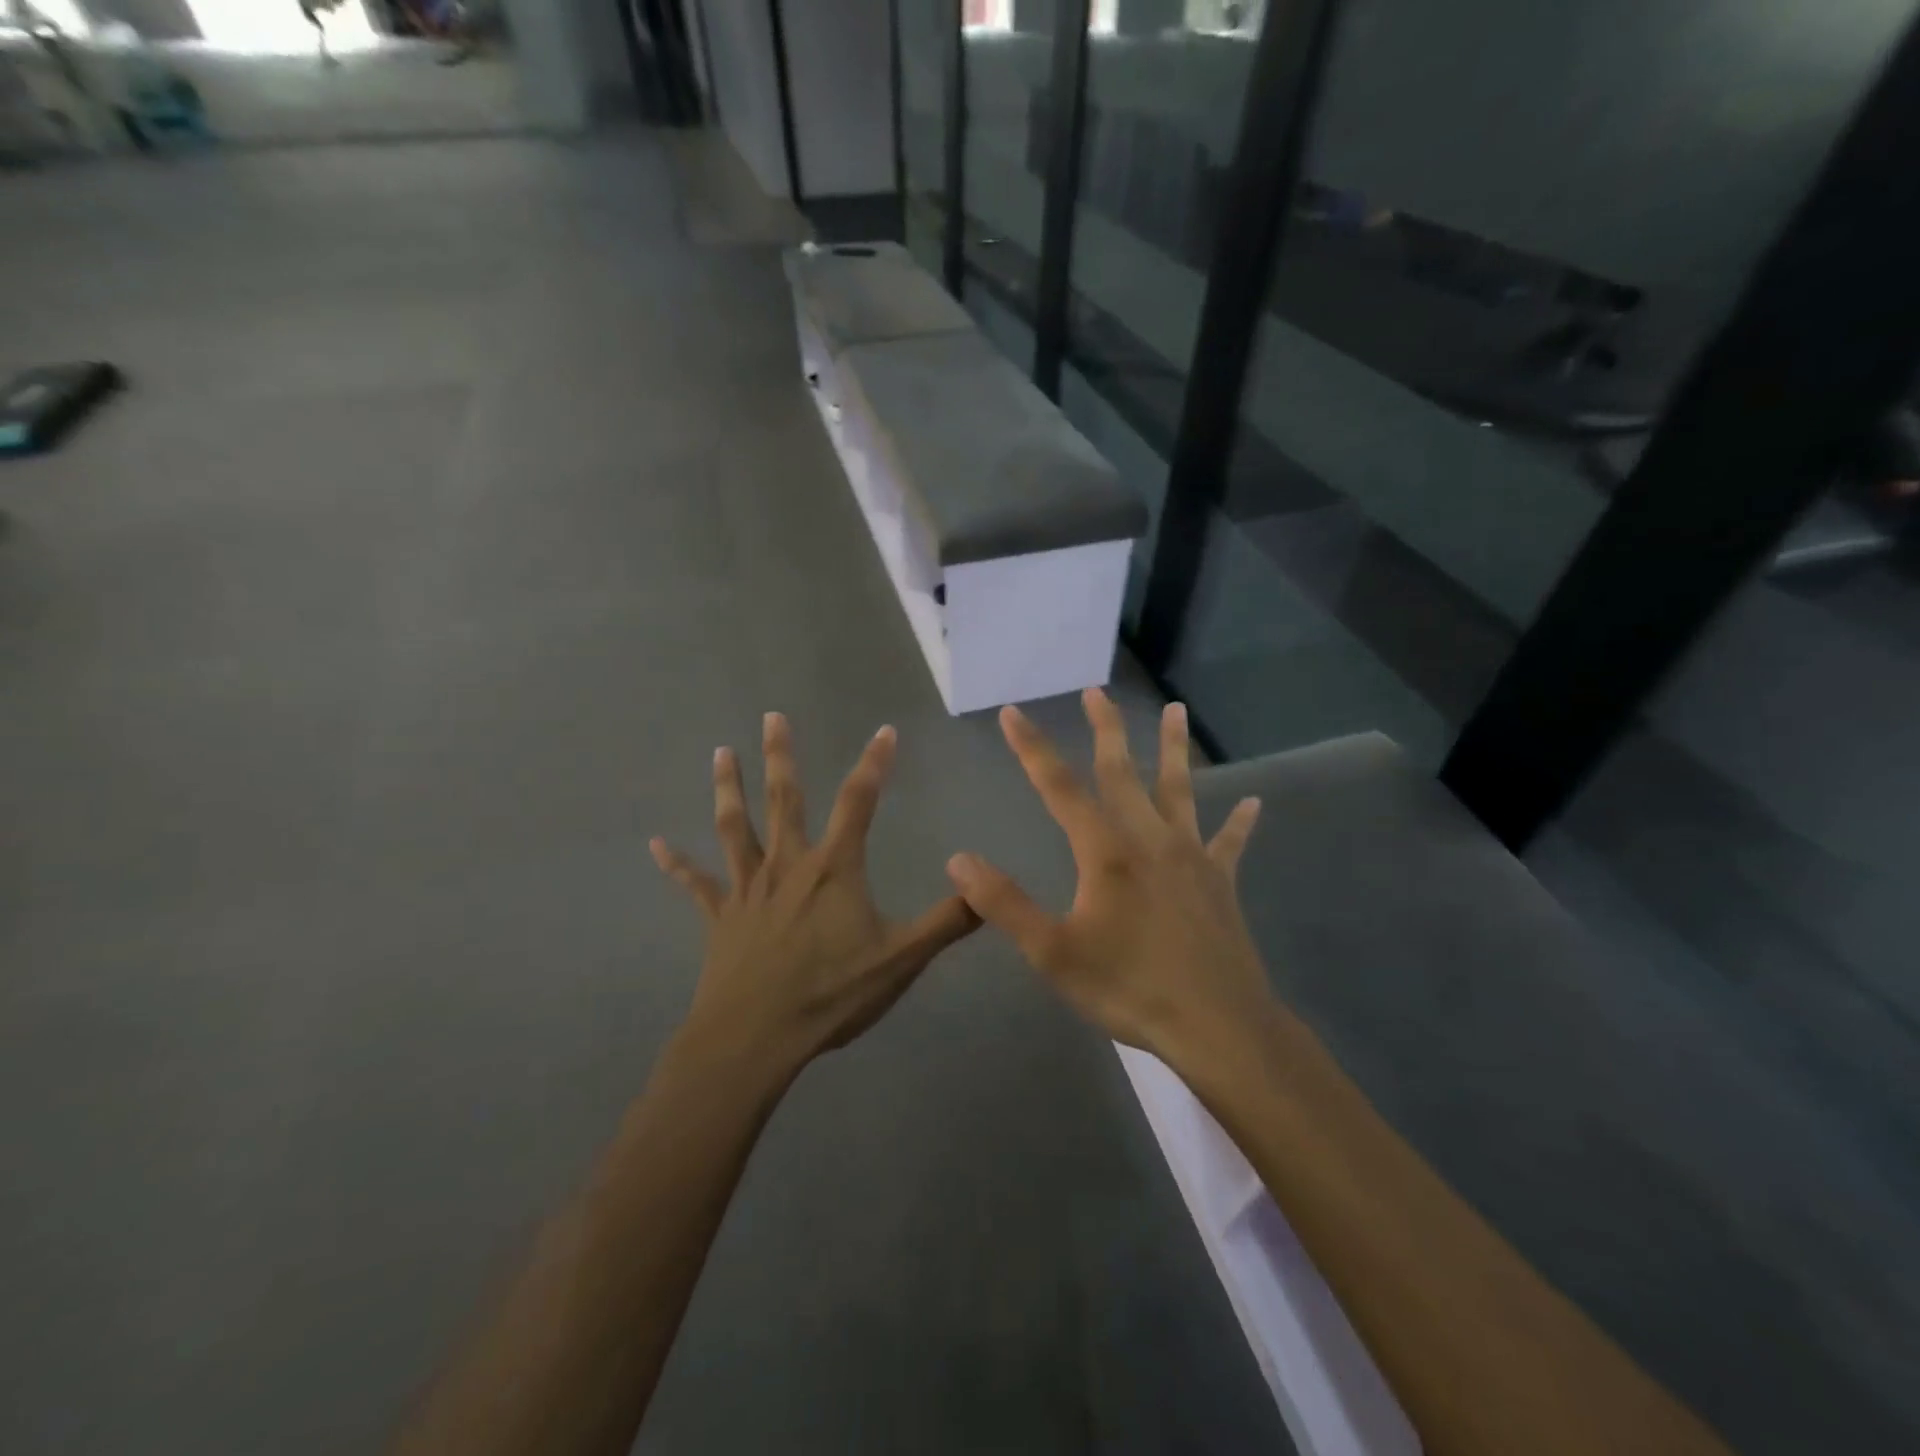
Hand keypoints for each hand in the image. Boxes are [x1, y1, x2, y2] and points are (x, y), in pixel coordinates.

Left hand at [651, 713, 980, 1072]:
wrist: (754, 1039)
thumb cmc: (830, 995)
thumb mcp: (901, 960)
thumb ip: (947, 922)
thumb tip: (986, 886)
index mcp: (833, 869)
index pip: (859, 802)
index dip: (875, 763)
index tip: (885, 730)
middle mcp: (787, 865)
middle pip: (785, 799)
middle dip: (781, 755)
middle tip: (771, 716)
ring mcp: (748, 889)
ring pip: (735, 827)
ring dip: (728, 788)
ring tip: (721, 752)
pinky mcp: (720, 917)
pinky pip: (696, 884)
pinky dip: (676, 864)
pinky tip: (655, 844)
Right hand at [946, 690, 1270, 1066]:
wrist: (1216, 1026)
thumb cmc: (1129, 988)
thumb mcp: (1052, 952)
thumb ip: (1004, 903)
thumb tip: (958, 859)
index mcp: (1105, 852)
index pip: (1059, 788)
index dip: (1032, 748)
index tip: (1012, 712)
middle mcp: (1148, 840)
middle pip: (1122, 772)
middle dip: (1105, 729)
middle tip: (1096, 691)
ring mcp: (1190, 857)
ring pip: (1179, 791)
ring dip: (1174, 749)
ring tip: (1175, 711)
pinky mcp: (1219, 882)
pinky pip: (1230, 843)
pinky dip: (1239, 823)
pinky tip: (1253, 803)